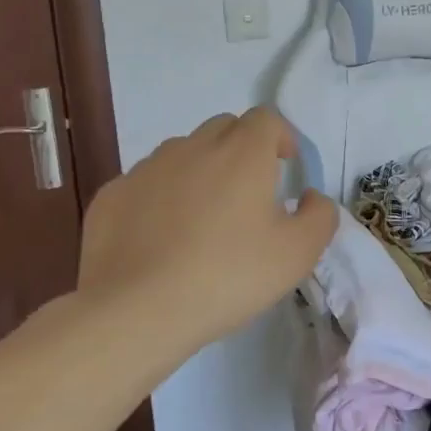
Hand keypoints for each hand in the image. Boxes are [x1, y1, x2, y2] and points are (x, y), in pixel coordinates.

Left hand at [75, 108, 336, 351]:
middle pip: (223, 128)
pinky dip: (161, 197)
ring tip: (202, 217)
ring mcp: (147, 169)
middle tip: (248, 192)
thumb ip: (319, 215)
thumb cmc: (228, 275)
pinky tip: (161, 238)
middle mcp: (193, 147)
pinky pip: (146, 183)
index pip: (266, 118)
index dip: (280, 136)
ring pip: (182, 152)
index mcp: (242, 153)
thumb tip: (309, 196)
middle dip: (241, 148)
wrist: (136, 312)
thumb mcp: (298, 253)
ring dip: (200, 170)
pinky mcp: (112, 196)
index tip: (285, 167)